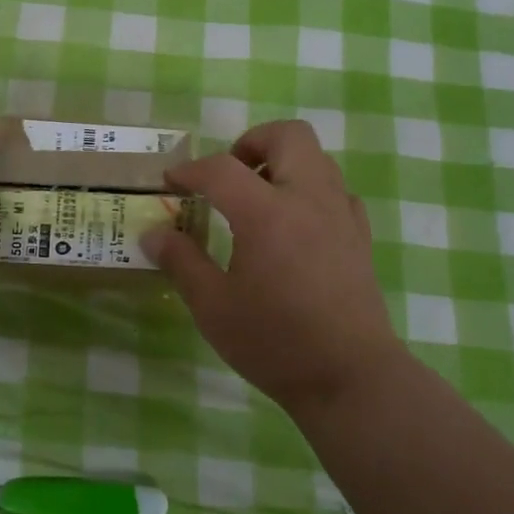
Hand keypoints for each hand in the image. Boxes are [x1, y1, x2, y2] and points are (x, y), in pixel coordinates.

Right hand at [143, 119, 402, 417]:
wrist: (350, 378)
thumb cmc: (275, 342)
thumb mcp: (213, 307)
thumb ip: (182, 262)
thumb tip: (153, 234)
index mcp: (267, 213)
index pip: (221, 169)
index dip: (190, 170)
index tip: (171, 183)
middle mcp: (308, 199)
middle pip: (287, 135)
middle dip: (251, 144)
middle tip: (228, 177)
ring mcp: (340, 214)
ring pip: (316, 157)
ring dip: (282, 163)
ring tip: (258, 200)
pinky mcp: (359, 235)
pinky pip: (336, 189)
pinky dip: (310, 190)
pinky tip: (294, 225)